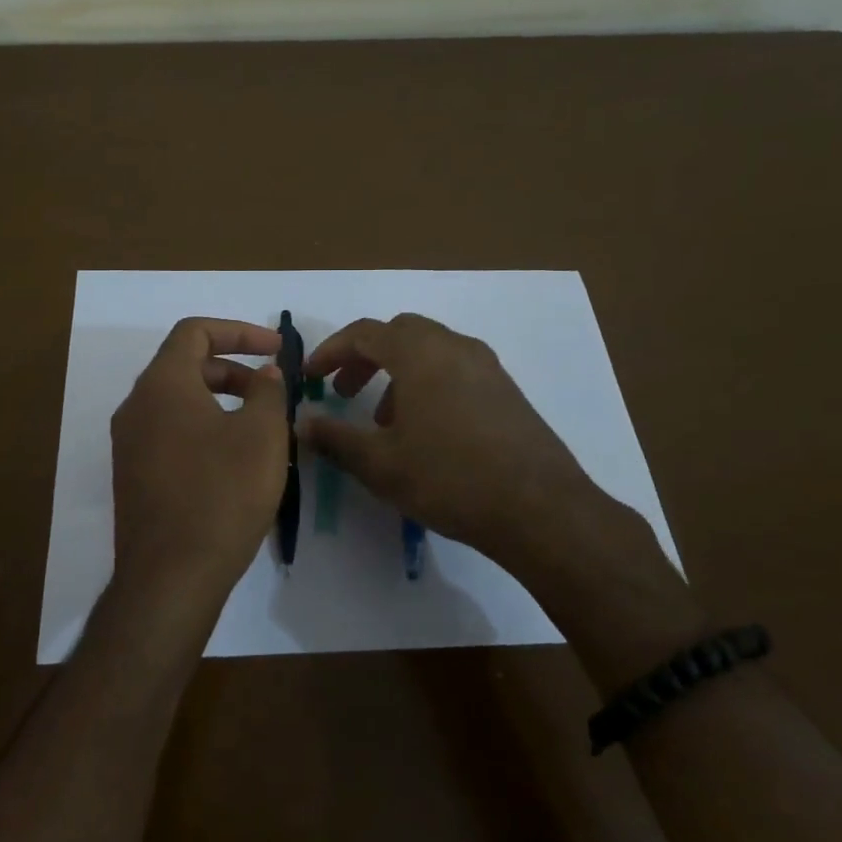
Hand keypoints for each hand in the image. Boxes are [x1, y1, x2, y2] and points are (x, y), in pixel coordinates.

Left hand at [109, 317, 288, 621]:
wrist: (170, 577)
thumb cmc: (222, 494)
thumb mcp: (262, 435)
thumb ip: (268, 391)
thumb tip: (265, 373)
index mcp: (162, 384)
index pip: (195, 332)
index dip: (239, 331)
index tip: (275, 349)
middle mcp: (136, 406)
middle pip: (185, 365)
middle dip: (233, 369)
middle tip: (272, 391)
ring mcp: (129, 443)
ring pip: (177, 401)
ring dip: (220, 400)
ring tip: (259, 426)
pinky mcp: (133, 475)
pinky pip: (169, 432)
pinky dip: (203, 427)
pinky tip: (233, 459)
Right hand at [300, 313, 597, 566]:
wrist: (539, 509)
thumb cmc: (449, 478)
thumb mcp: (380, 464)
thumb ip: (336, 438)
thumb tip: (302, 423)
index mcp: (420, 353)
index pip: (364, 333)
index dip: (330, 351)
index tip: (310, 377)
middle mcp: (455, 347)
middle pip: (399, 333)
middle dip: (365, 357)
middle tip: (343, 391)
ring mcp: (487, 366)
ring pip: (430, 351)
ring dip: (397, 372)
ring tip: (383, 418)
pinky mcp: (507, 390)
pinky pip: (455, 369)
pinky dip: (428, 383)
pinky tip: (426, 430)